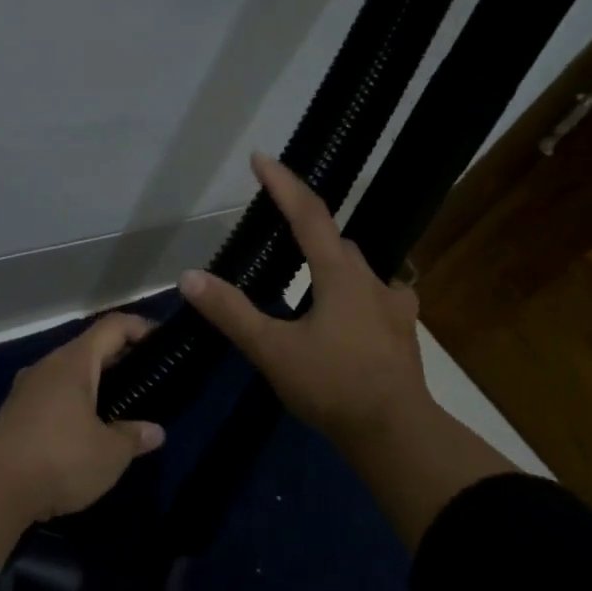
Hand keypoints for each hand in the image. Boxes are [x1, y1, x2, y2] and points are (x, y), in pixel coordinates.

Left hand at [0, 314, 166, 565]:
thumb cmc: (60, 459)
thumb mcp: (109, 453)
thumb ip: (134, 437)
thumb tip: (154, 432)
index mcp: (73, 362)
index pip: (112, 326)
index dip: (140, 328)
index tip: (163, 343)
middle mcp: (47, 366)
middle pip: (89, 349)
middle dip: (120, 360)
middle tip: (147, 381)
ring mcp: (26, 389)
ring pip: (69, 375)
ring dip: (95, 385)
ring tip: (121, 408)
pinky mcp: (14, 414)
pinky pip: (53, 396)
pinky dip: (74, 403)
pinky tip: (87, 430)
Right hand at [179, 153, 434, 459]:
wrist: (396, 433)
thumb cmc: (332, 386)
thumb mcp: (272, 349)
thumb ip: (231, 312)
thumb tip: (189, 277)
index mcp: (340, 275)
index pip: (308, 215)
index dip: (283, 184)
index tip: (261, 157)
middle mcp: (372, 280)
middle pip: (335, 242)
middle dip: (306, 229)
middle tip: (276, 231)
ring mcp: (393, 306)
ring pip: (357, 270)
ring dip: (330, 265)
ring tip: (305, 281)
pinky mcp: (402, 333)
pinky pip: (375, 298)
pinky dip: (353, 295)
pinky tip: (346, 315)